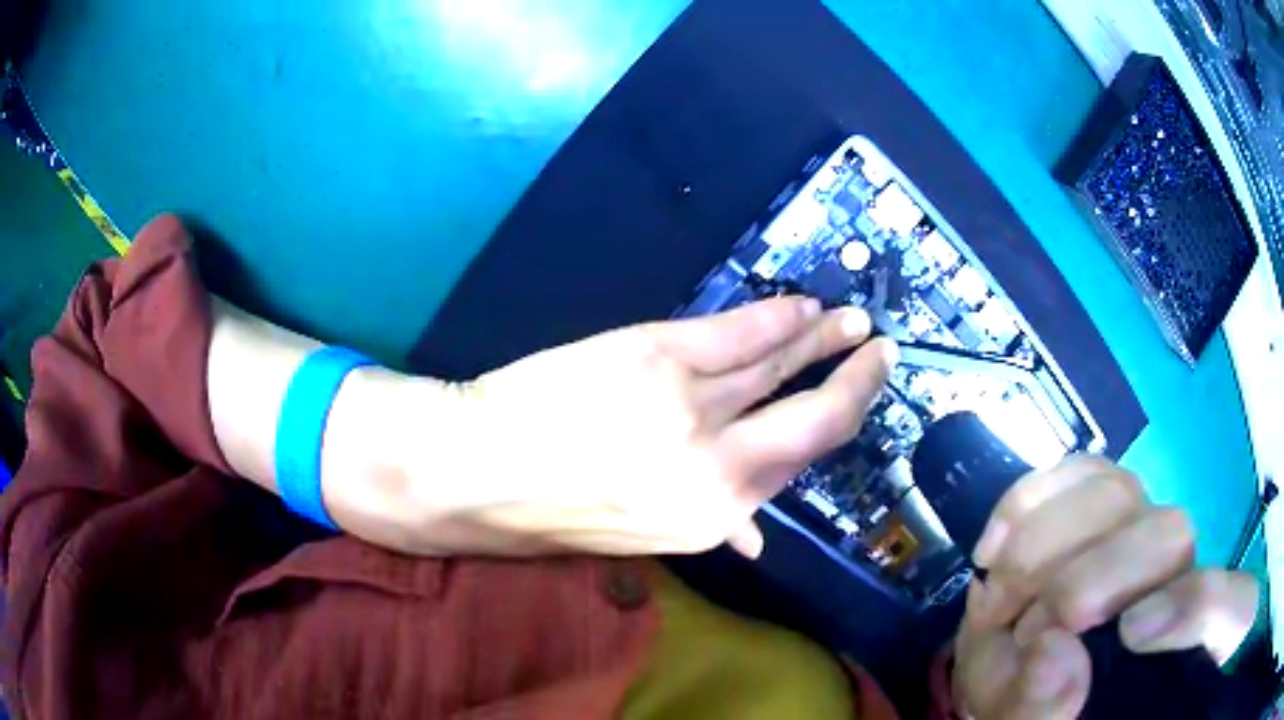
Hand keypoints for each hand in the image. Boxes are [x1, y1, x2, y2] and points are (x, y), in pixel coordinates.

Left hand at [336, 297, 896, 556]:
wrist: (477, 471)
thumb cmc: (552, 508)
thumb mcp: (640, 536)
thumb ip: (708, 529)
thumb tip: (756, 537)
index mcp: (712, 517)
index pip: (798, 464)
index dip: (838, 425)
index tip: (862, 394)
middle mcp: (718, 466)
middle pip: (811, 418)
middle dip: (856, 380)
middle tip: (881, 349)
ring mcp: (691, 405)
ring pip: (776, 364)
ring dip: (820, 336)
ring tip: (848, 318)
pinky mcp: (658, 354)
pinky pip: (736, 333)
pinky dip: (774, 317)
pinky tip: (798, 305)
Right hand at [953, 456, 1259, 719]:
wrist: (1021, 674)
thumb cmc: (1039, 708)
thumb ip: (1041, 711)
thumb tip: (1055, 653)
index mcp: (1186, 645)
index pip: (1230, 604)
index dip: (1195, 604)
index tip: (1129, 635)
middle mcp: (1178, 576)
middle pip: (1170, 533)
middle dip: (1089, 580)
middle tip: (1023, 630)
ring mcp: (1143, 531)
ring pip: (1119, 491)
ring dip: (1046, 543)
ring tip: (999, 597)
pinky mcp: (1104, 504)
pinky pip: (1076, 472)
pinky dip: (1029, 501)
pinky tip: (995, 545)